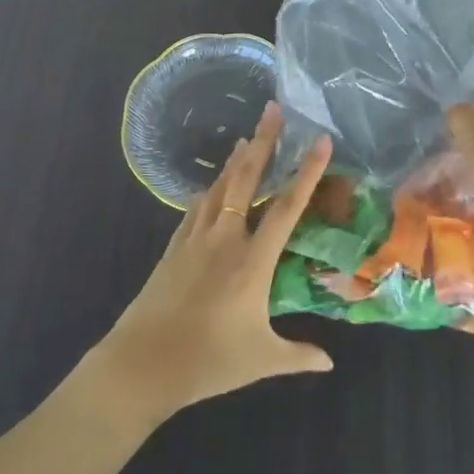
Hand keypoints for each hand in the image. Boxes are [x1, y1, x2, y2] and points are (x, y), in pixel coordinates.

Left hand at [93, 103, 333, 423]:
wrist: (143, 362)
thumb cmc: (208, 361)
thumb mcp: (261, 360)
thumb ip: (298, 356)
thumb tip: (330, 363)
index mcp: (253, 260)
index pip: (288, 206)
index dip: (307, 172)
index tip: (321, 141)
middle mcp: (226, 237)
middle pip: (247, 178)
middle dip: (262, 141)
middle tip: (272, 110)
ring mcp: (196, 237)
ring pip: (220, 187)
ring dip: (235, 161)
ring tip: (245, 139)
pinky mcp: (175, 246)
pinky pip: (197, 207)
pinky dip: (210, 191)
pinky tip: (212, 186)